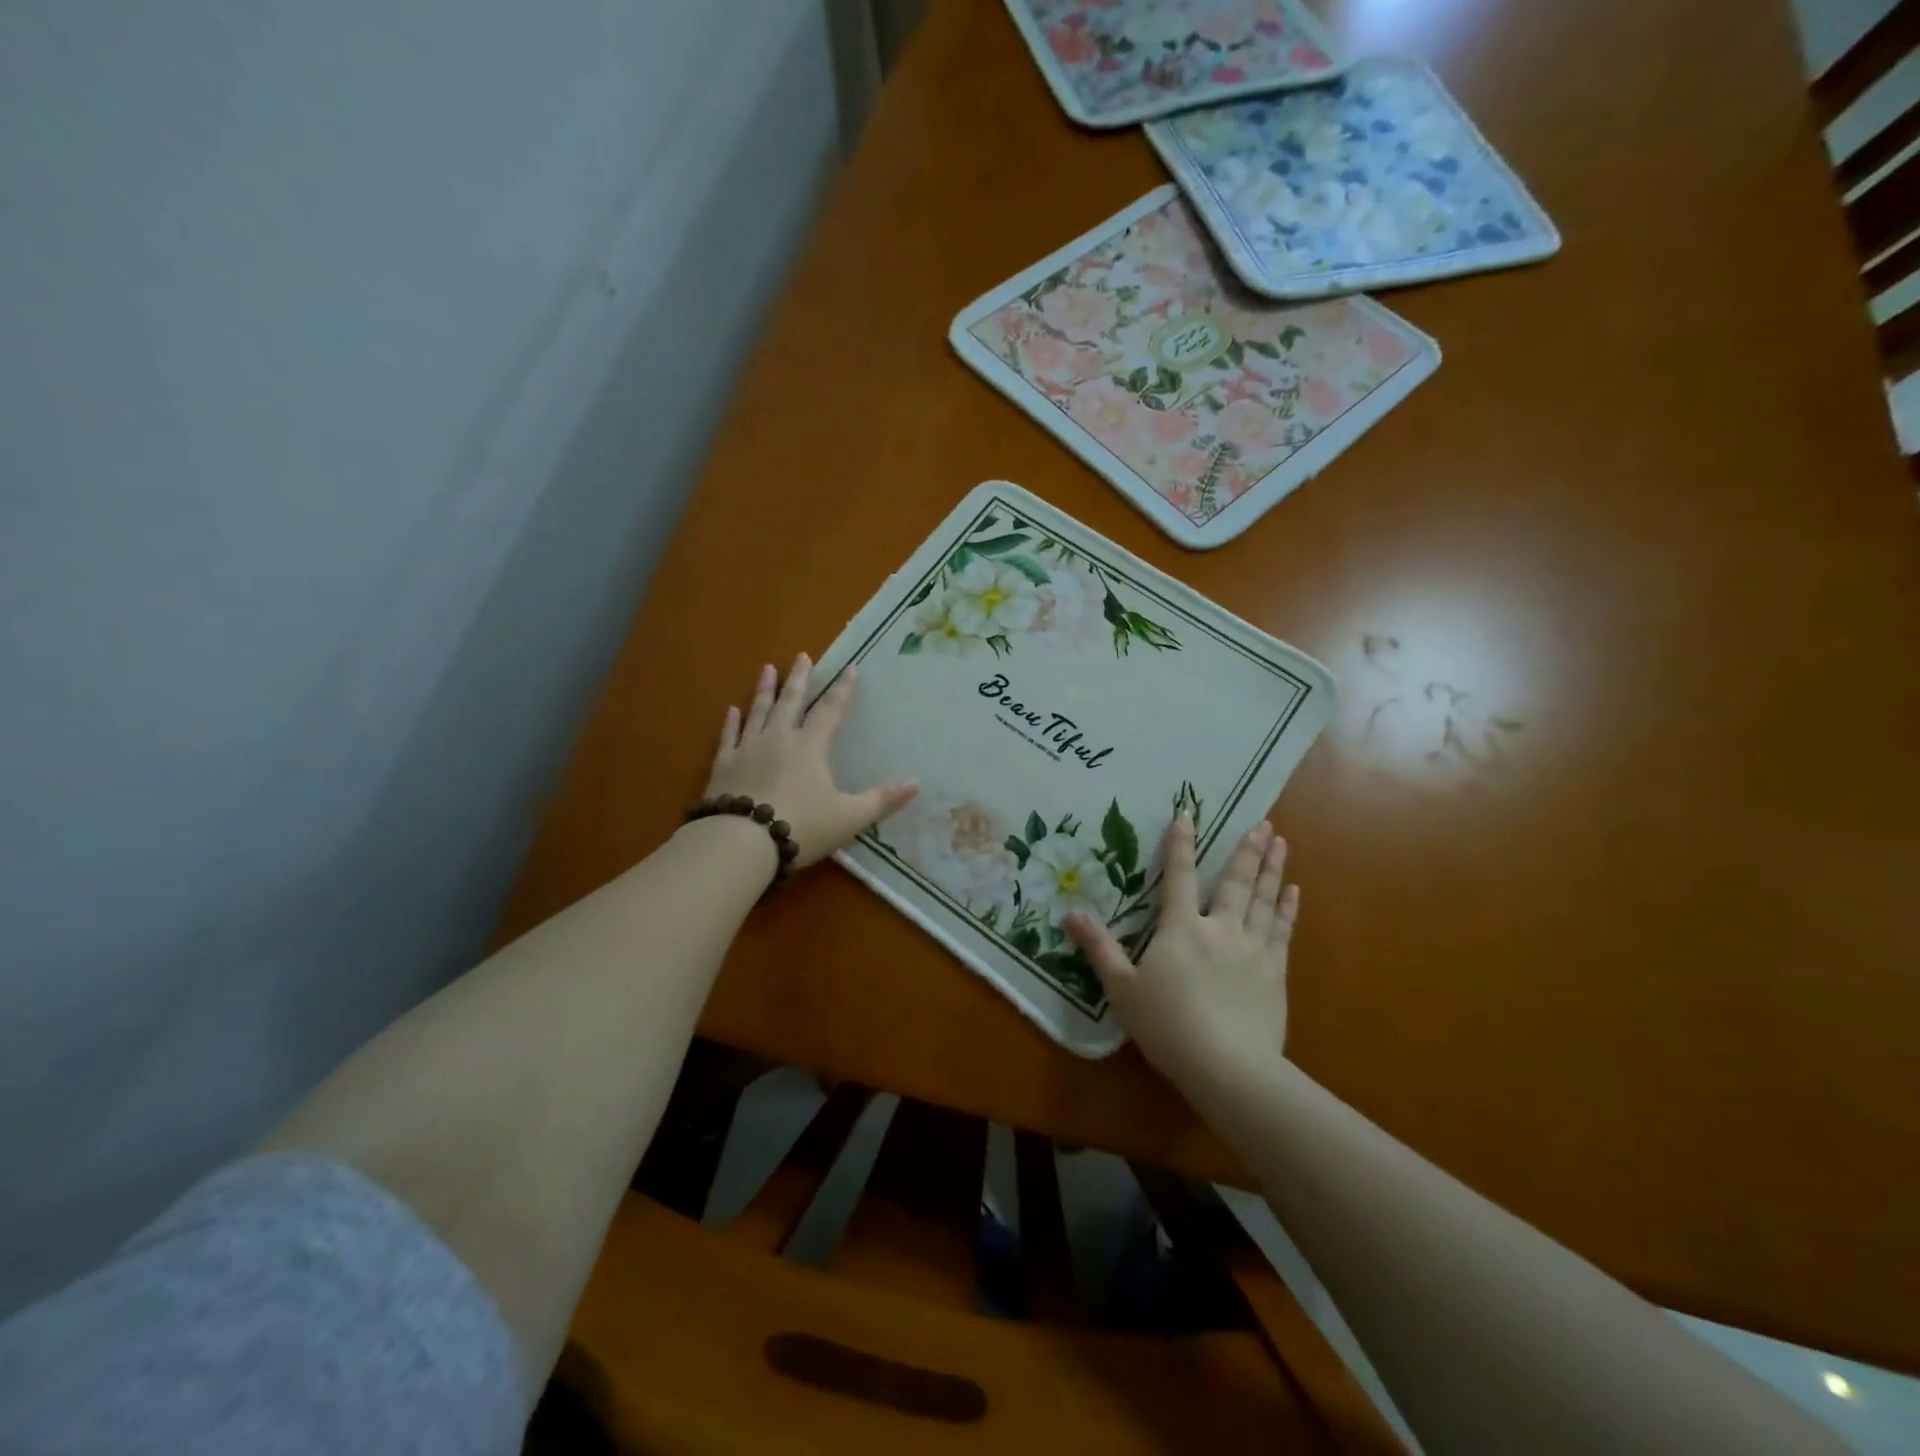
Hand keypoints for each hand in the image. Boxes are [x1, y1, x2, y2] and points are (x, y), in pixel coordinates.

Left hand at [703, 654, 917, 867]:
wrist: (741, 843)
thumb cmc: (802, 827)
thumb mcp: (850, 817)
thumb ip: (881, 800)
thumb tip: (916, 783)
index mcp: (810, 747)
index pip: (830, 711)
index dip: (842, 690)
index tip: (850, 668)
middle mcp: (779, 739)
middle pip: (791, 701)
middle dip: (799, 678)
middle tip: (802, 656)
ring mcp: (747, 749)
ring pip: (758, 711)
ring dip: (764, 690)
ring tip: (768, 669)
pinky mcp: (723, 765)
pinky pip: (728, 737)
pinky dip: (731, 722)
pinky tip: (732, 710)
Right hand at [1065, 815, 1297, 1098]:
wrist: (1227, 1066)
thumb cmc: (1167, 1025)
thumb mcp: (1122, 987)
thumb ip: (1099, 947)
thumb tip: (1071, 913)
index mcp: (1181, 929)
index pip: (1179, 877)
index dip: (1181, 845)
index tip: (1189, 815)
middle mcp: (1220, 929)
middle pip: (1235, 882)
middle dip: (1247, 850)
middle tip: (1264, 823)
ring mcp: (1252, 949)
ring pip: (1264, 900)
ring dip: (1272, 869)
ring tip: (1281, 842)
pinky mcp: (1275, 973)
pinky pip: (1283, 931)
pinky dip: (1288, 909)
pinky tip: (1294, 892)